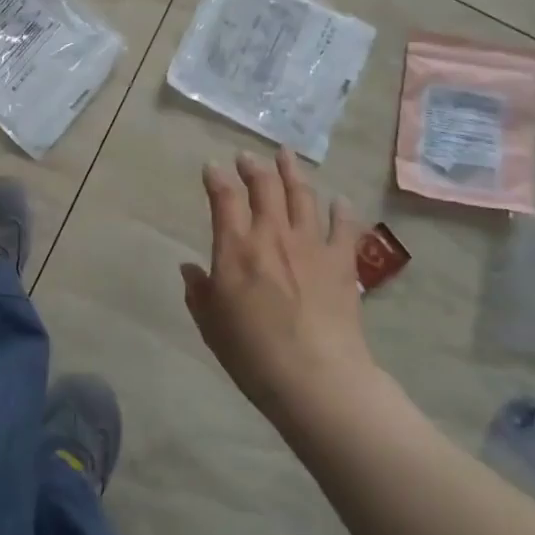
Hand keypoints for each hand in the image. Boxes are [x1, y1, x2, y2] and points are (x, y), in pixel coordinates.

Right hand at [181, 148, 377, 424]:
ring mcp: (310, 244)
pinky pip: (344, 226)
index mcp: (236, 247)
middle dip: (253, 167)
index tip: (212, 167)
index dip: (216, 178)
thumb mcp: (211, 324)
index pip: (224, 198)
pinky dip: (341, 210)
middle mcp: (272, 234)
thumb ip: (199, 292)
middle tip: (247, 157)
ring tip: (286, 156)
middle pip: (264, 186)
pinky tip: (340, 200)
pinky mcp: (341, 261)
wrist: (316, 378)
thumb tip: (190, 269)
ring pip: (302, 195)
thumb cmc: (252, 353)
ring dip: (293, 172)